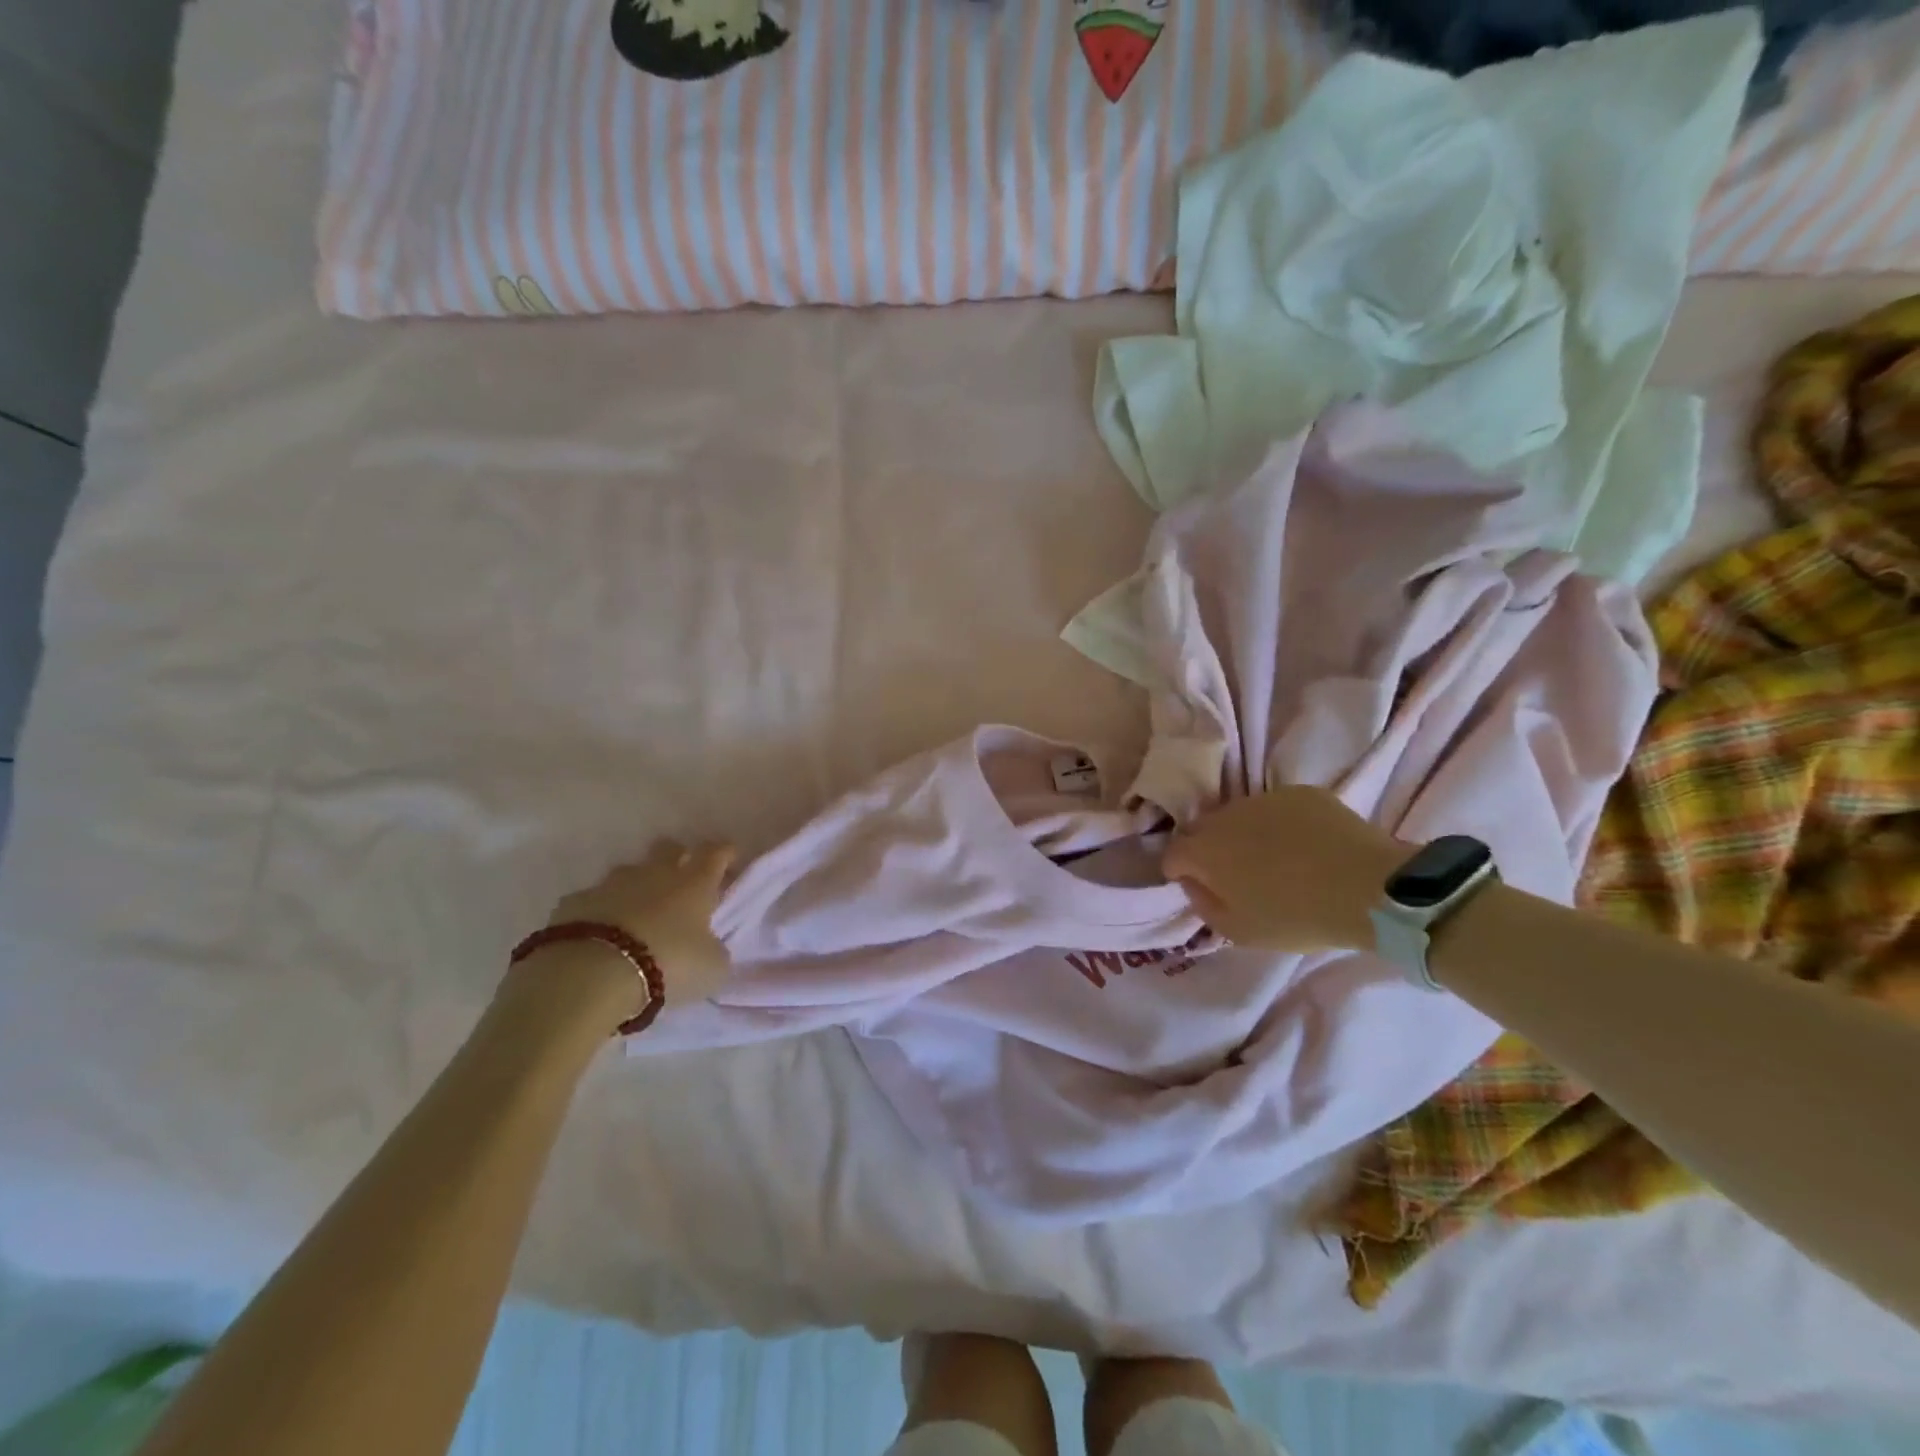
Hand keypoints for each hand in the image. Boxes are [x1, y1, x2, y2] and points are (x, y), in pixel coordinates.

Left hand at [511, 840, 735, 1029]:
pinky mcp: (574, 902)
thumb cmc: (666, 964)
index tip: (730, 861)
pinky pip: (593, 900)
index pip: (716, 852)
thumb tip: (710, 947)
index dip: (726, 854)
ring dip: (637, 886)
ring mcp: (611, 884)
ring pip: (630, 872)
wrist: (591, 975)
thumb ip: (715, 950)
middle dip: (678, 858)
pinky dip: (601, 912)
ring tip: (638, 915)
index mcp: (694, 882)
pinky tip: (600, 935)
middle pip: (669, 848)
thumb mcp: (711, 968)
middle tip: (682, 883)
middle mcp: (654, 873)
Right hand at [1162, 787, 1407, 953]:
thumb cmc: (1296, 917)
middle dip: (1209, 850)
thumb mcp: (1239, 932)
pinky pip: (1277, 809)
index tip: (1199, 888)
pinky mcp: (1299, 793)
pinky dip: (1281, 825)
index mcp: (1204, 851)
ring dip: (1244, 834)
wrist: (1368, 888)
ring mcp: (1263, 799)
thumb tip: (1194, 884)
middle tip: (1236, 876)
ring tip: (1274, 859)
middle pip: (1203, 829)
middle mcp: (1225, 816)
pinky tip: (1305, 847)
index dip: (1180, 873)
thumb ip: (1203, 905)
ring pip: (1239, 816)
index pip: (1172, 854)